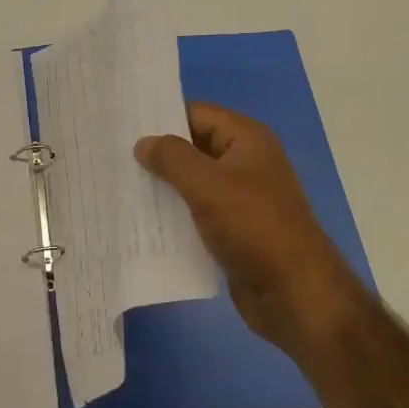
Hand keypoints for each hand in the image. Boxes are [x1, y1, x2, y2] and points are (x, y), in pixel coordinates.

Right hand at [137, 103, 363, 358]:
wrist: (295, 293)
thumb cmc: (254, 228)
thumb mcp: (208, 185)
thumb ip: (172, 158)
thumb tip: (143, 143)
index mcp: (247, 140)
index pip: (196, 113)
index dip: (161, 117)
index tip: (122, 126)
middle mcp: (245, 162)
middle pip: (193, 147)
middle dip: (157, 154)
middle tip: (113, 158)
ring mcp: (241, 197)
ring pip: (192, 182)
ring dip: (162, 187)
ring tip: (119, 187)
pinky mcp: (234, 230)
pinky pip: (197, 213)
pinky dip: (174, 215)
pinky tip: (143, 222)